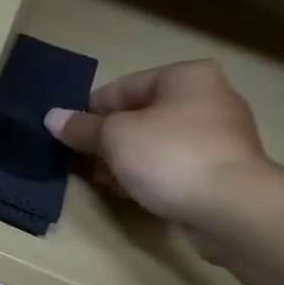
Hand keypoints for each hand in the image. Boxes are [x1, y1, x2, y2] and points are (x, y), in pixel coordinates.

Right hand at [44, 60, 269, 237]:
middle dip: (107, 140)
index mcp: (186, 77)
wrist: (231, 207)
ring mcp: (219, 137)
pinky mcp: (222, 171)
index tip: (67, 136)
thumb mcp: (115, 137)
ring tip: (99, 180)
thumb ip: (82, 128)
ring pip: (156, 143)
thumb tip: (52, 118)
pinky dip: (148, 175)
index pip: (123, 87)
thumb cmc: (170, 155)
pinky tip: (128, 192)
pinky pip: (173, 166)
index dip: (90, 111)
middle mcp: (208, 98)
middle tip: (80, 162)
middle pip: (141, 115)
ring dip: (124, 160)